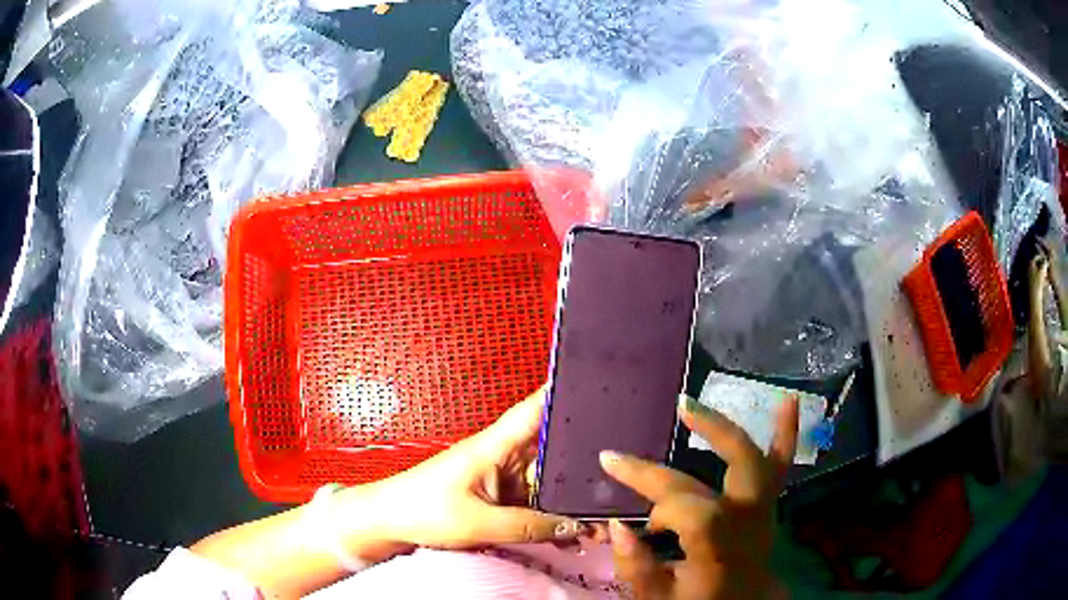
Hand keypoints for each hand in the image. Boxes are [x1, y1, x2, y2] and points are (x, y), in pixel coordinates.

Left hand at [340, 387, 585, 550]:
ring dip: (566, 499)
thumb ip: (530, 526)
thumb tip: (574, 527)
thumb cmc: (425, 511)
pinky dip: (549, 516)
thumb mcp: (480, 523)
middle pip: (550, 451)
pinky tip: (569, 533)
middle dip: (580, 466)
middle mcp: (501, 456)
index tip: (597, 386)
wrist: (390, 522)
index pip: (534, 410)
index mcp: (493, 447)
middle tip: (614, 484)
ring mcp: (499, 477)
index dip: (562, 394)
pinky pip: (531, 502)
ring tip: (597, 521)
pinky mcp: (496, 496)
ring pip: (544, 482)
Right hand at [600, 396, 798, 599]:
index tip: (638, 523)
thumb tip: (616, 525)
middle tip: (664, 418)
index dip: (661, 508)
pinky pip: (782, 467)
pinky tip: (789, 400)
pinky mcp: (769, 505)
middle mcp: (749, 520)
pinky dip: (786, 433)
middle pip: (736, 466)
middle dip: (702, 437)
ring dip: (728, 428)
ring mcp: (763, 510)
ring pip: (758, 457)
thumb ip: (635, 567)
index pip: (693, 509)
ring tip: (691, 404)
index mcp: (720, 548)